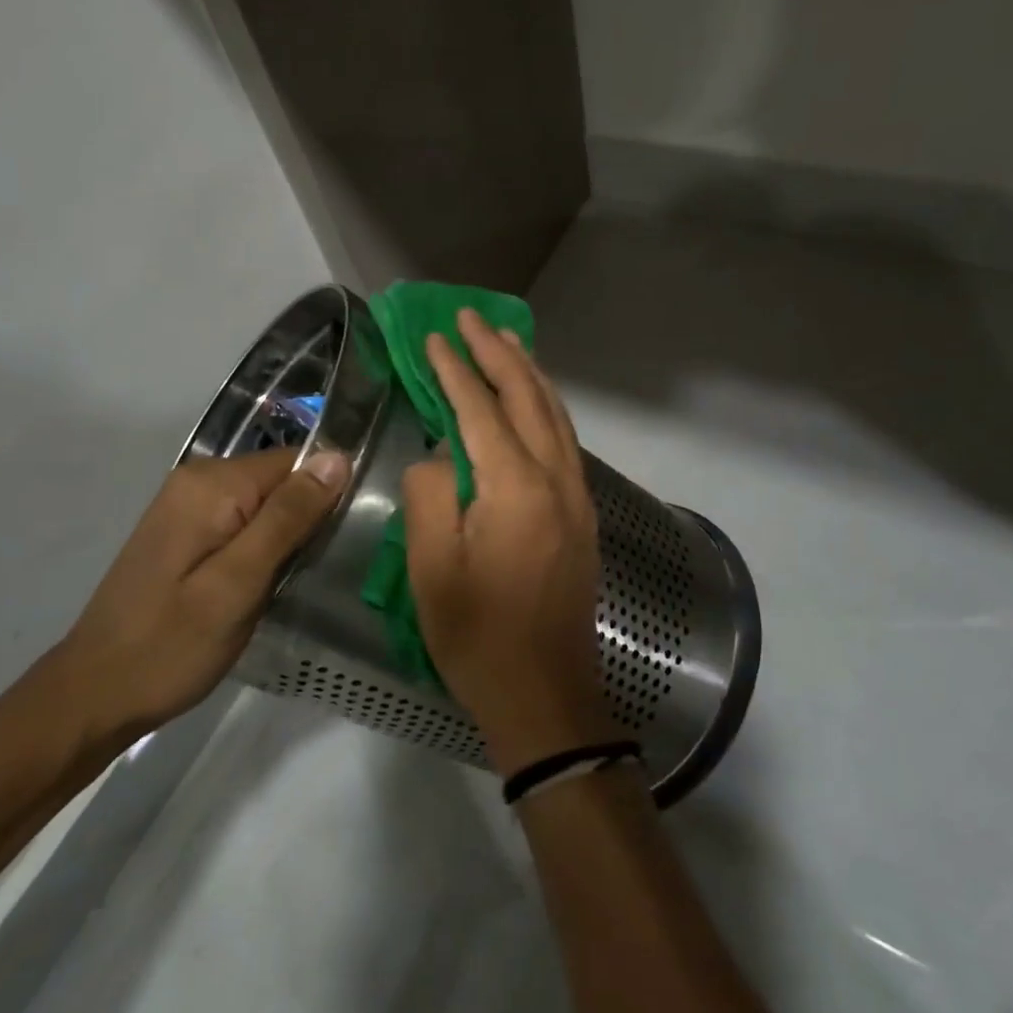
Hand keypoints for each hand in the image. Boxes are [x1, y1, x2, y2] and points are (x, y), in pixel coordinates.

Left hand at [61, 447, 348, 737]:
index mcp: (212, 484)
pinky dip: (263, 546)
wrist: (95, 695)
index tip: (342, 541)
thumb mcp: (239, 583)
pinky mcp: (185, 531)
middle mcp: (198, 480)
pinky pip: (244, 520)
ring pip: (265, 503)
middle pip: (280, 480)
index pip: (296, 462)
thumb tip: (337, 457)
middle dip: (307, 518)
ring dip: (287, 536)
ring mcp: (187, 505)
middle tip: (316, 570)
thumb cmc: (171, 645)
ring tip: (294, 580)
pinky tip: (266, 582)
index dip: (327, 495)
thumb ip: (287, 517)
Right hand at [402, 309, 618, 774]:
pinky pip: (564, 441)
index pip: (480, 409)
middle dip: (498, 353)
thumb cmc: (478, 636)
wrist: (545, 694)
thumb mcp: (431, 568)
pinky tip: (531, 401)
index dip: (455, 370)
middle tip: (472, 318)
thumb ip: (430, 495)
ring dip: (528, 374)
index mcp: (515, 487)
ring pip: (555, 415)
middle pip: (529, 398)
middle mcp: (556, 479)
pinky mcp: (582, 515)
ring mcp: (577, 496)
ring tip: (505, 342)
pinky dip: (545, 407)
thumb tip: (442, 455)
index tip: (434, 335)